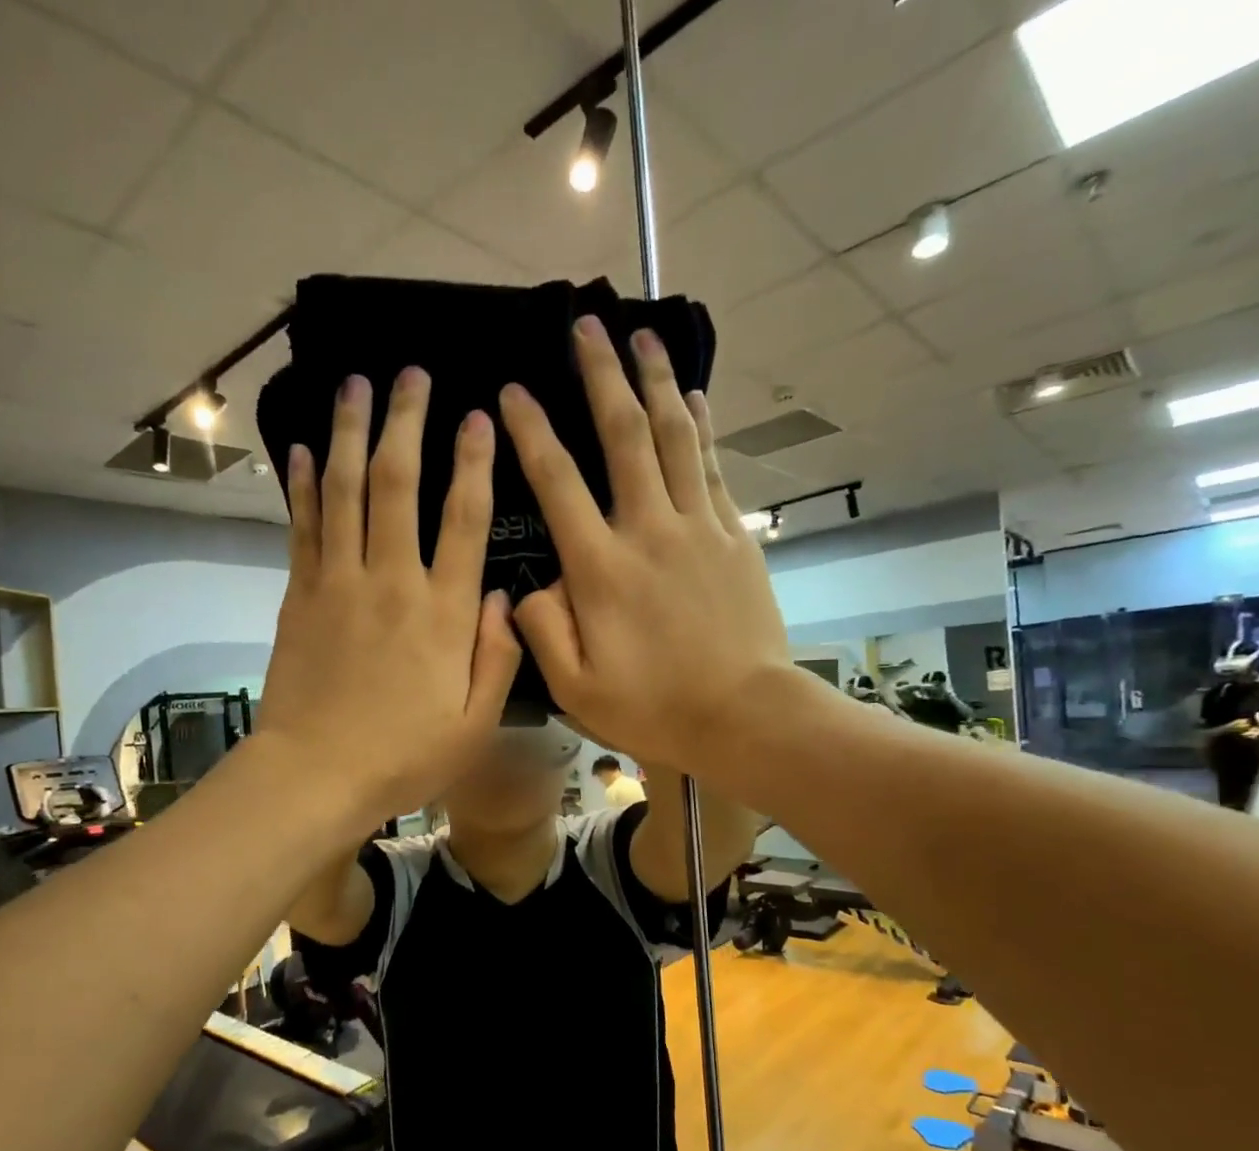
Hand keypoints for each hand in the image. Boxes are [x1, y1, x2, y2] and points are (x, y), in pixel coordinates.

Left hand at [256, 369, 521, 824]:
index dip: (473, 463)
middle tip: (410, 375)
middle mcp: (392, 582)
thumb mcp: (475, 723)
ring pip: (344, 491)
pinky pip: (303, 527)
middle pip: (397, 484)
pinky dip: (303, 485)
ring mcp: (339, 584)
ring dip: (349, 433)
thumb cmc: (404, 757)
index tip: (478, 417)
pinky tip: (302, 449)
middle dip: (405, 423)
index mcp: (443, 614)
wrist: (316, 775)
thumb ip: (497, 657)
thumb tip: (506, 597)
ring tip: (354, 385)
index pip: (464, 520)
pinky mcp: (299, 596)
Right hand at [497, 315, 794, 771]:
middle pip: (624, 437)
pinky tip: (696, 397)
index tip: (513, 392)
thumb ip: (541, 631)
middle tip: (586, 326)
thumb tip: (527, 586)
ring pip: (676, 438)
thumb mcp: (575, 688)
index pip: (558, 484)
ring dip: (657, 382)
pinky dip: (703, 427)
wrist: (745, 716)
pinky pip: (715, 468)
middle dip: (601, 376)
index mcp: (601, 569)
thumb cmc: (654, 708)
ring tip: (643, 336)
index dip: (532, 433)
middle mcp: (649, 531)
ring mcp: (699, 529)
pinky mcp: (735, 537)